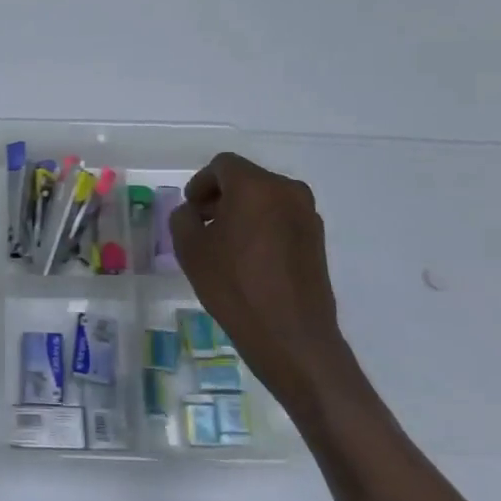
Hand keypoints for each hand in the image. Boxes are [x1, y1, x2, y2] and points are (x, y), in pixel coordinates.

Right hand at [169, 152, 359, 407]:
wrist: (290, 336)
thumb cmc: (234, 286)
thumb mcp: (190, 249)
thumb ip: (184, 218)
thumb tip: (193, 212)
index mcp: (255, 186)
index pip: (222, 165)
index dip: (201, 183)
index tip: (191, 210)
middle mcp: (287, 191)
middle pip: (247, 179)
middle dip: (221, 197)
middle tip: (203, 225)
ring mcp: (307, 215)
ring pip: (266, 199)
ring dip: (243, 212)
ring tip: (225, 245)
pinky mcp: (317, 239)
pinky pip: (282, 219)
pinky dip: (263, 227)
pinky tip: (250, 259)